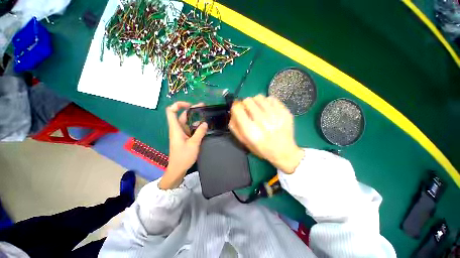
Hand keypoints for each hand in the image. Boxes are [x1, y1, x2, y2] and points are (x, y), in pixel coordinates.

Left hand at [159, 102, 207, 188]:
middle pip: (182, 115)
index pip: (171, 111)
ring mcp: (181, 133)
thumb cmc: (183, 156)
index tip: (190, 105)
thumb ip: (199, 132)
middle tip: (203, 107)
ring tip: (206, 114)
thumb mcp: (194, 144)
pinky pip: (190, 128)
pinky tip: (204, 125)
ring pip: (187, 121)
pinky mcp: (185, 137)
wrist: (177, 169)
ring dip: (195, 117)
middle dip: (192, 109)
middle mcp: (177, 129)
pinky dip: (196, 125)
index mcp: (176, 129)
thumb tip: (205, 123)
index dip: (178, 105)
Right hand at [229, 95, 303, 173]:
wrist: (284, 152)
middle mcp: (263, 122)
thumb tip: (233, 111)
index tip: (237, 109)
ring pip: (259, 97)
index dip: (235, 107)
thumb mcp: (244, 142)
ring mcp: (275, 116)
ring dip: (255, 102)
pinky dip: (266, 102)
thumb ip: (235, 127)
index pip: (238, 109)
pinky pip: (271, 98)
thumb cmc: (261, 148)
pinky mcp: (285, 112)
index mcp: (251, 131)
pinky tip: (267, 109)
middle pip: (248, 101)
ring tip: (258, 109)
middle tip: (248, 110)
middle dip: (245, 104)